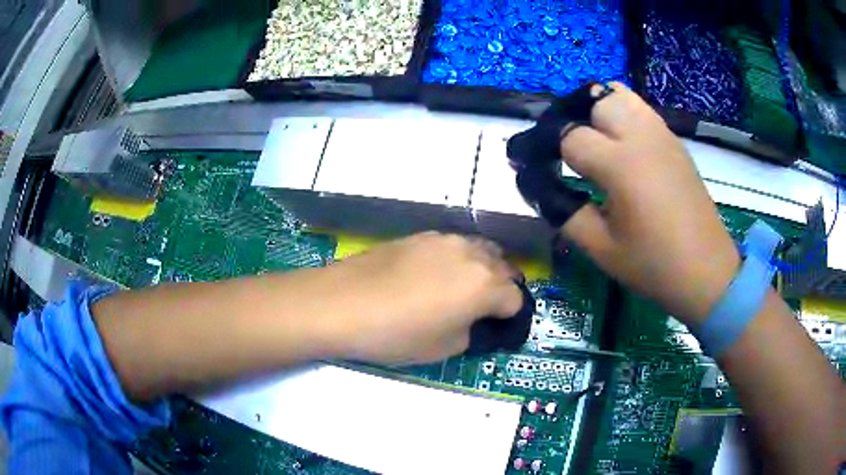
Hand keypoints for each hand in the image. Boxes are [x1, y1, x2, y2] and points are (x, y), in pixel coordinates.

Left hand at [326, 232, 523, 364]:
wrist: (342, 303)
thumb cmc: (396, 334)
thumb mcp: (444, 348)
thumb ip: (471, 331)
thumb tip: (473, 320)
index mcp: (486, 286)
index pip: (516, 299)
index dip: (508, 317)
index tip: (495, 327)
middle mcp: (473, 255)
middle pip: (505, 268)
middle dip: (502, 288)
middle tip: (482, 309)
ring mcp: (445, 239)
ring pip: (481, 250)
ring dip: (483, 269)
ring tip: (463, 288)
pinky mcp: (421, 235)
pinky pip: (454, 245)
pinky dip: (458, 259)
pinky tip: (435, 274)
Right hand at [559, 83, 739, 323]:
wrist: (707, 272)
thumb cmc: (654, 266)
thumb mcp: (601, 249)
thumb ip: (563, 211)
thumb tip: (537, 185)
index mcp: (620, 165)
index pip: (568, 136)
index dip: (544, 149)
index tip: (531, 165)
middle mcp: (640, 136)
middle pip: (592, 100)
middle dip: (570, 119)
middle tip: (563, 149)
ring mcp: (661, 134)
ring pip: (618, 94)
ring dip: (596, 109)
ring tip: (591, 139)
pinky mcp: (674, 141)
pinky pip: (640, 109)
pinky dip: (621, 114)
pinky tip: (620, 145)